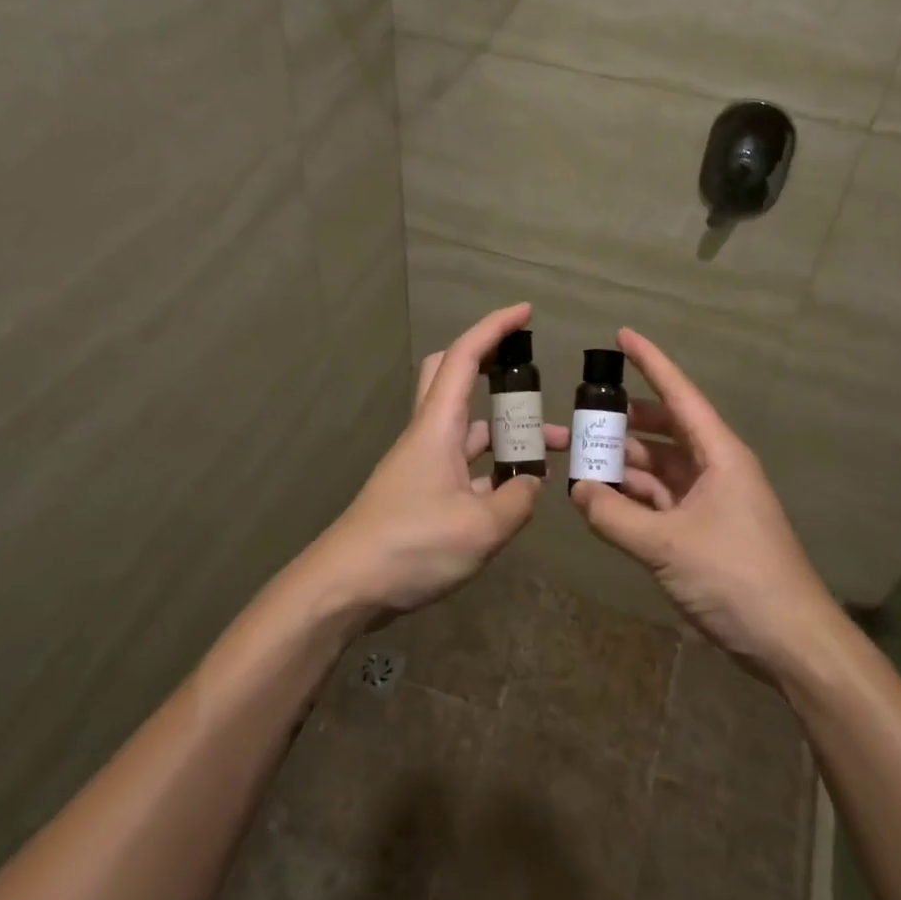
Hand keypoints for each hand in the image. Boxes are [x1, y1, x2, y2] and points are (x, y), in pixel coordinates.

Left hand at [315, 303, 569, 616]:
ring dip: (506, 430)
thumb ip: (518, 500)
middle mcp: (428, 436)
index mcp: (437, 427)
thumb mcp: (481, 527)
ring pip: (468, 428)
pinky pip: (465, 465)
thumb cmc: (411, 546)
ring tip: (554, 448)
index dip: (495, 328)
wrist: (346, 587)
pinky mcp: (422, 494)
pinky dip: (494, 467)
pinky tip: (519, 490)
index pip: (465, 358)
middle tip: (530, 375)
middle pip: (453, 378)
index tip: (526, 312)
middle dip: (493, 366)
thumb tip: (533, 483)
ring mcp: (423, 466)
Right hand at [570, 328, 837, 676]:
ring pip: (658, 468)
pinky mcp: (703, 531)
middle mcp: (715, 469)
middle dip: (621, 423)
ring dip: (622, 465)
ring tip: (578, 461)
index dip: (651, 363)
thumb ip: (615, 517)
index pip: (680, 395)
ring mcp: (710, 501)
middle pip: (663, 431)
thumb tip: (576, 491)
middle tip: (577, 417)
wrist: (789, 641)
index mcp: (719, 455)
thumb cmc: (736, 578)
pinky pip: (660, 501)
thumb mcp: (668, 546)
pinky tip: (601, 501)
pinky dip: (632, 499)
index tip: (622, 336)